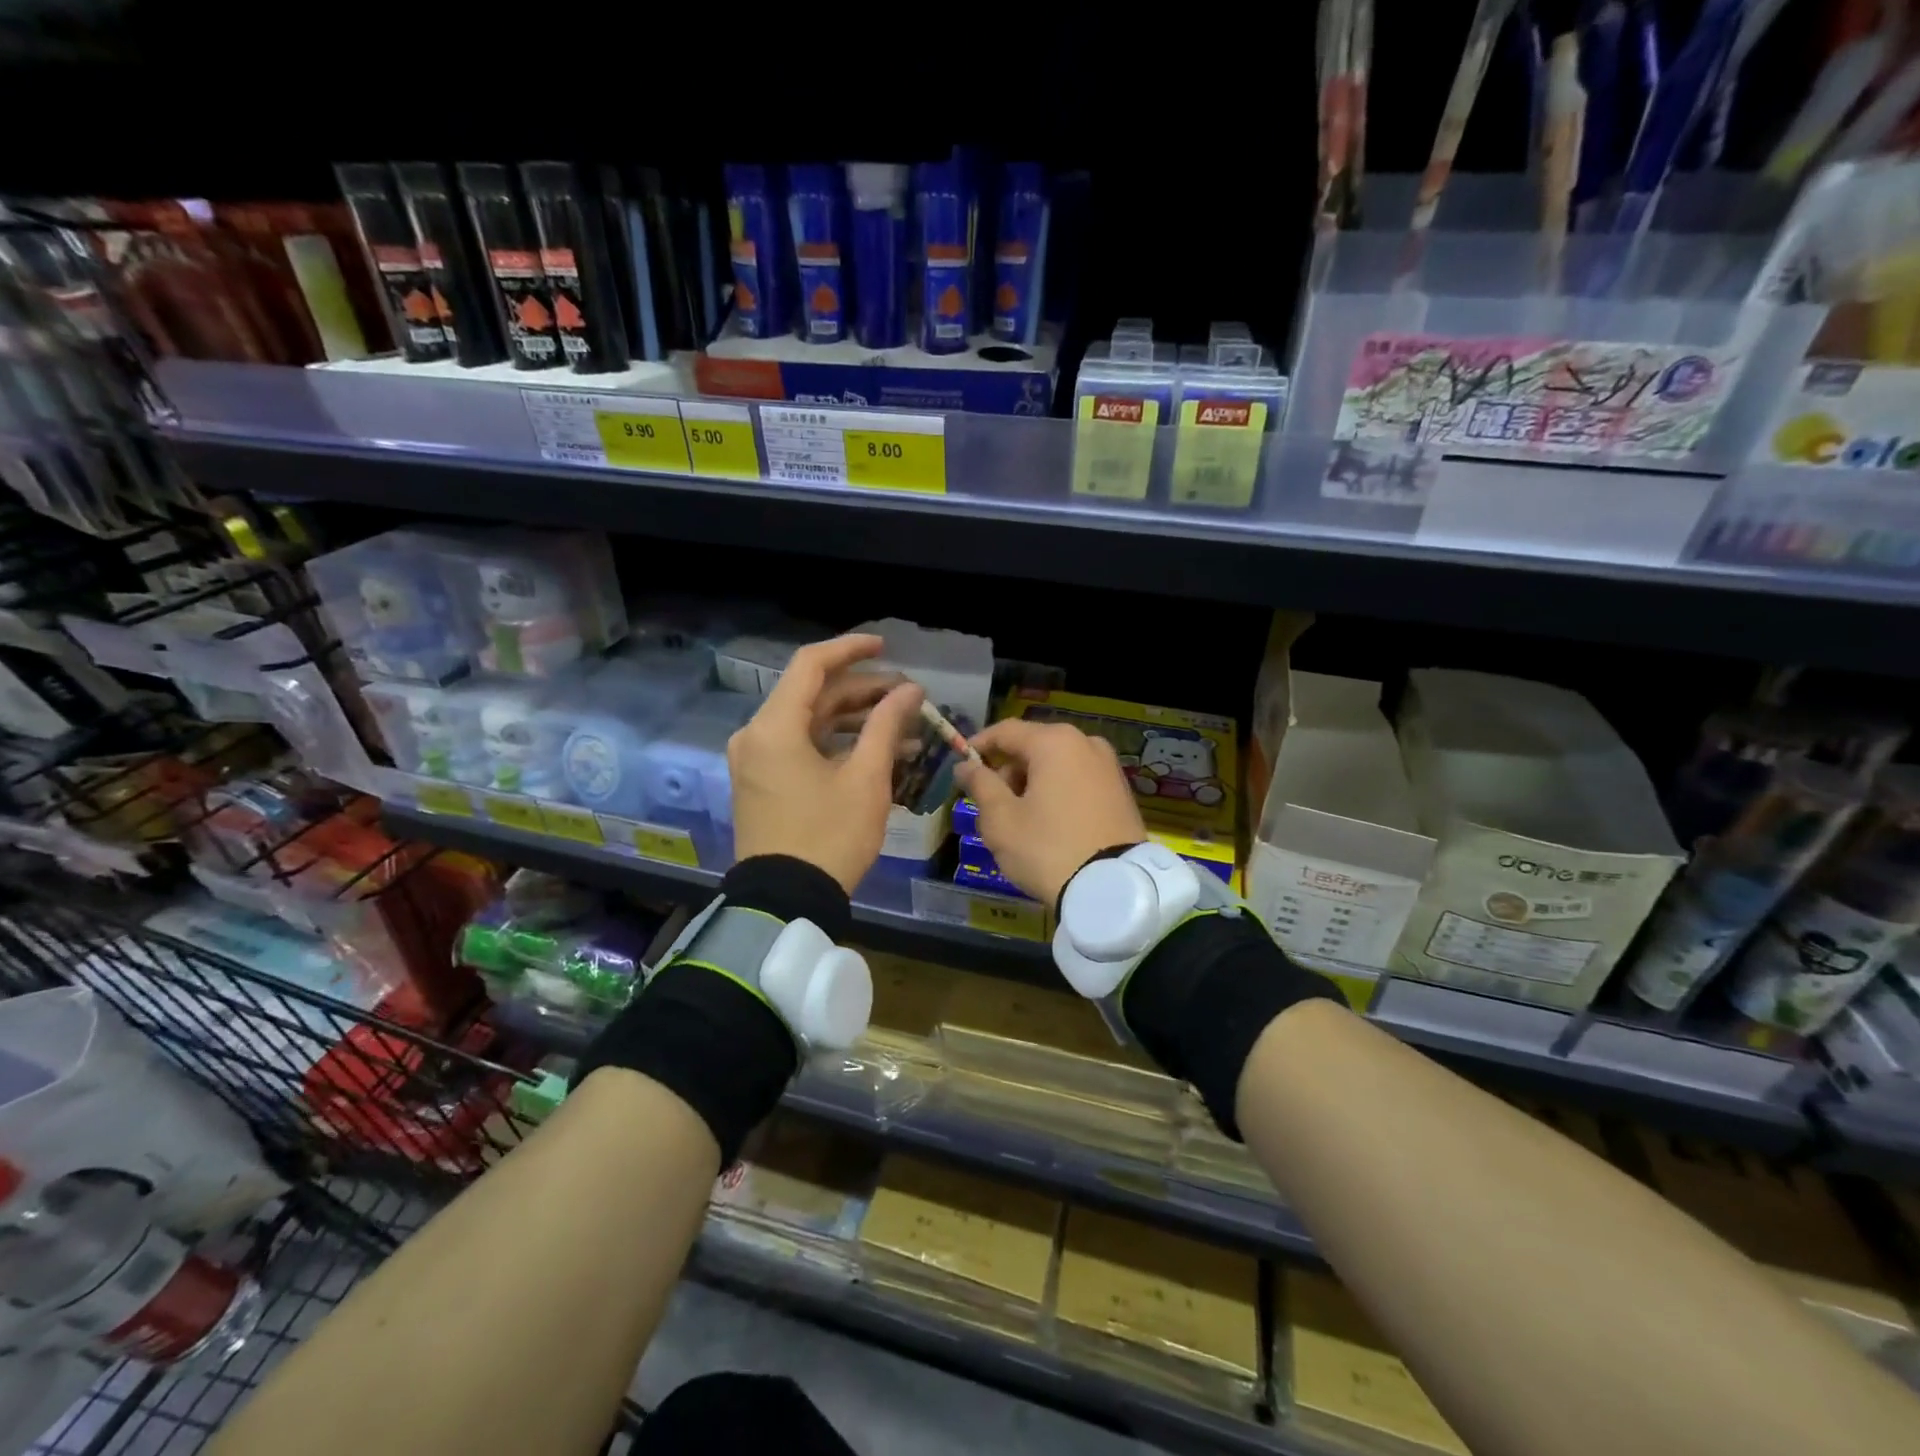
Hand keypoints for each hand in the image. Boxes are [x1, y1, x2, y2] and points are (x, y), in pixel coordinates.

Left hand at [728, 635, 923, 892]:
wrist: (787, 902)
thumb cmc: (830, 836)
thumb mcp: (866, 779)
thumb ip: (886, 725)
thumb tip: (910, 690)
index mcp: (774, 727)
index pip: (811, 665)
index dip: (850, 650)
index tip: (886, 647)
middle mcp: (756, 735)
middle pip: (812, 695)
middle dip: (861, 691)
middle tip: (907, 696)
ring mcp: (755, 761)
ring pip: (808, 723)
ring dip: (853, 720)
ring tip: (901, 726)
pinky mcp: (761, 783)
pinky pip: (800, 747)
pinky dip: (835, 744)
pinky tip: (874, 751)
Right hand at [955, 719, 1146, 906]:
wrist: (1113, 890)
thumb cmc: (1047, 848)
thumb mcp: (1002, 820)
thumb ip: (980, 785)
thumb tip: (964, 766)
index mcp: (1055, 742)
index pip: (1005, 731)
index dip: (978, 745)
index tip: (960, 765)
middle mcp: (1086, 743)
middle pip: (1033, 747)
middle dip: (1007, 771)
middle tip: (990, 804)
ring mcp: (1108, 767)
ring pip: (1056, 765)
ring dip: (1032, 783)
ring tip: (1019, 820)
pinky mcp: (1121, 791)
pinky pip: (1078, 780)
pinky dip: (1057, 793)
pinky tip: (1048, 824)